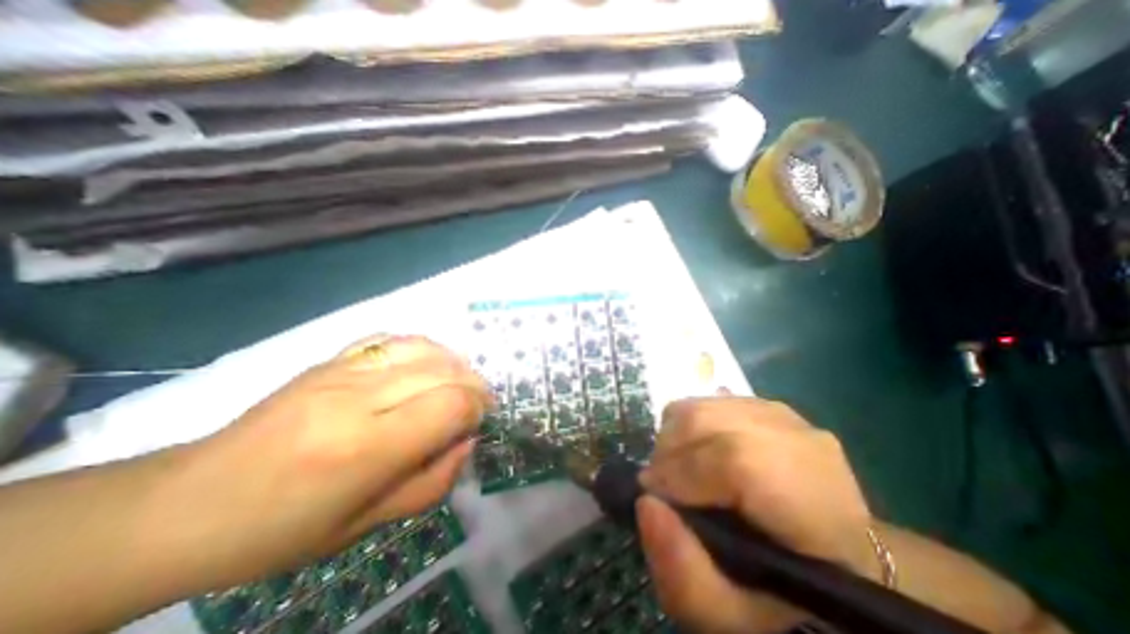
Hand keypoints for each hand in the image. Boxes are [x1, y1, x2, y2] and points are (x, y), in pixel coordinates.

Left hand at [164, 336, 489, 589]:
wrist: (189, 503)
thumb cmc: (282, 529)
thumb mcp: (368, 525)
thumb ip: (433, 482)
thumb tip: (467, 440)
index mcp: (365, 449)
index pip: (450, 405)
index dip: (477, 409)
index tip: (479, 422)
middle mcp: (358, 398)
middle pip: (444, 370)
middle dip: (474, 385)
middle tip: (477, 405)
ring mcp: (342, 370)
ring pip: (424, 347)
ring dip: (454, 363)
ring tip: (459, 383)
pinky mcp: (332, 358)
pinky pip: (394, 338)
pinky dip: (424, 348)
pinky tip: (427, 365)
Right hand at [633, 398, 876, 629]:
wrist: (833, 556)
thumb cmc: (787, 594)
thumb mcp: (736, 619)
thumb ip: (686, 577)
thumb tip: (646, 504)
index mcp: (815, 504)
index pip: (734, 461)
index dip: (680, 472)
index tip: (652, 496)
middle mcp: (803, 443)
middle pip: (708, 420)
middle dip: (668, 452)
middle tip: (661, 486)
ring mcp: (783, 416)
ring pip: (703, 405)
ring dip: (674, 436)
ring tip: (676, 470)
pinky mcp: (765, 405)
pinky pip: (708, 401)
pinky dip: (688, 425)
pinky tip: (697, 453)